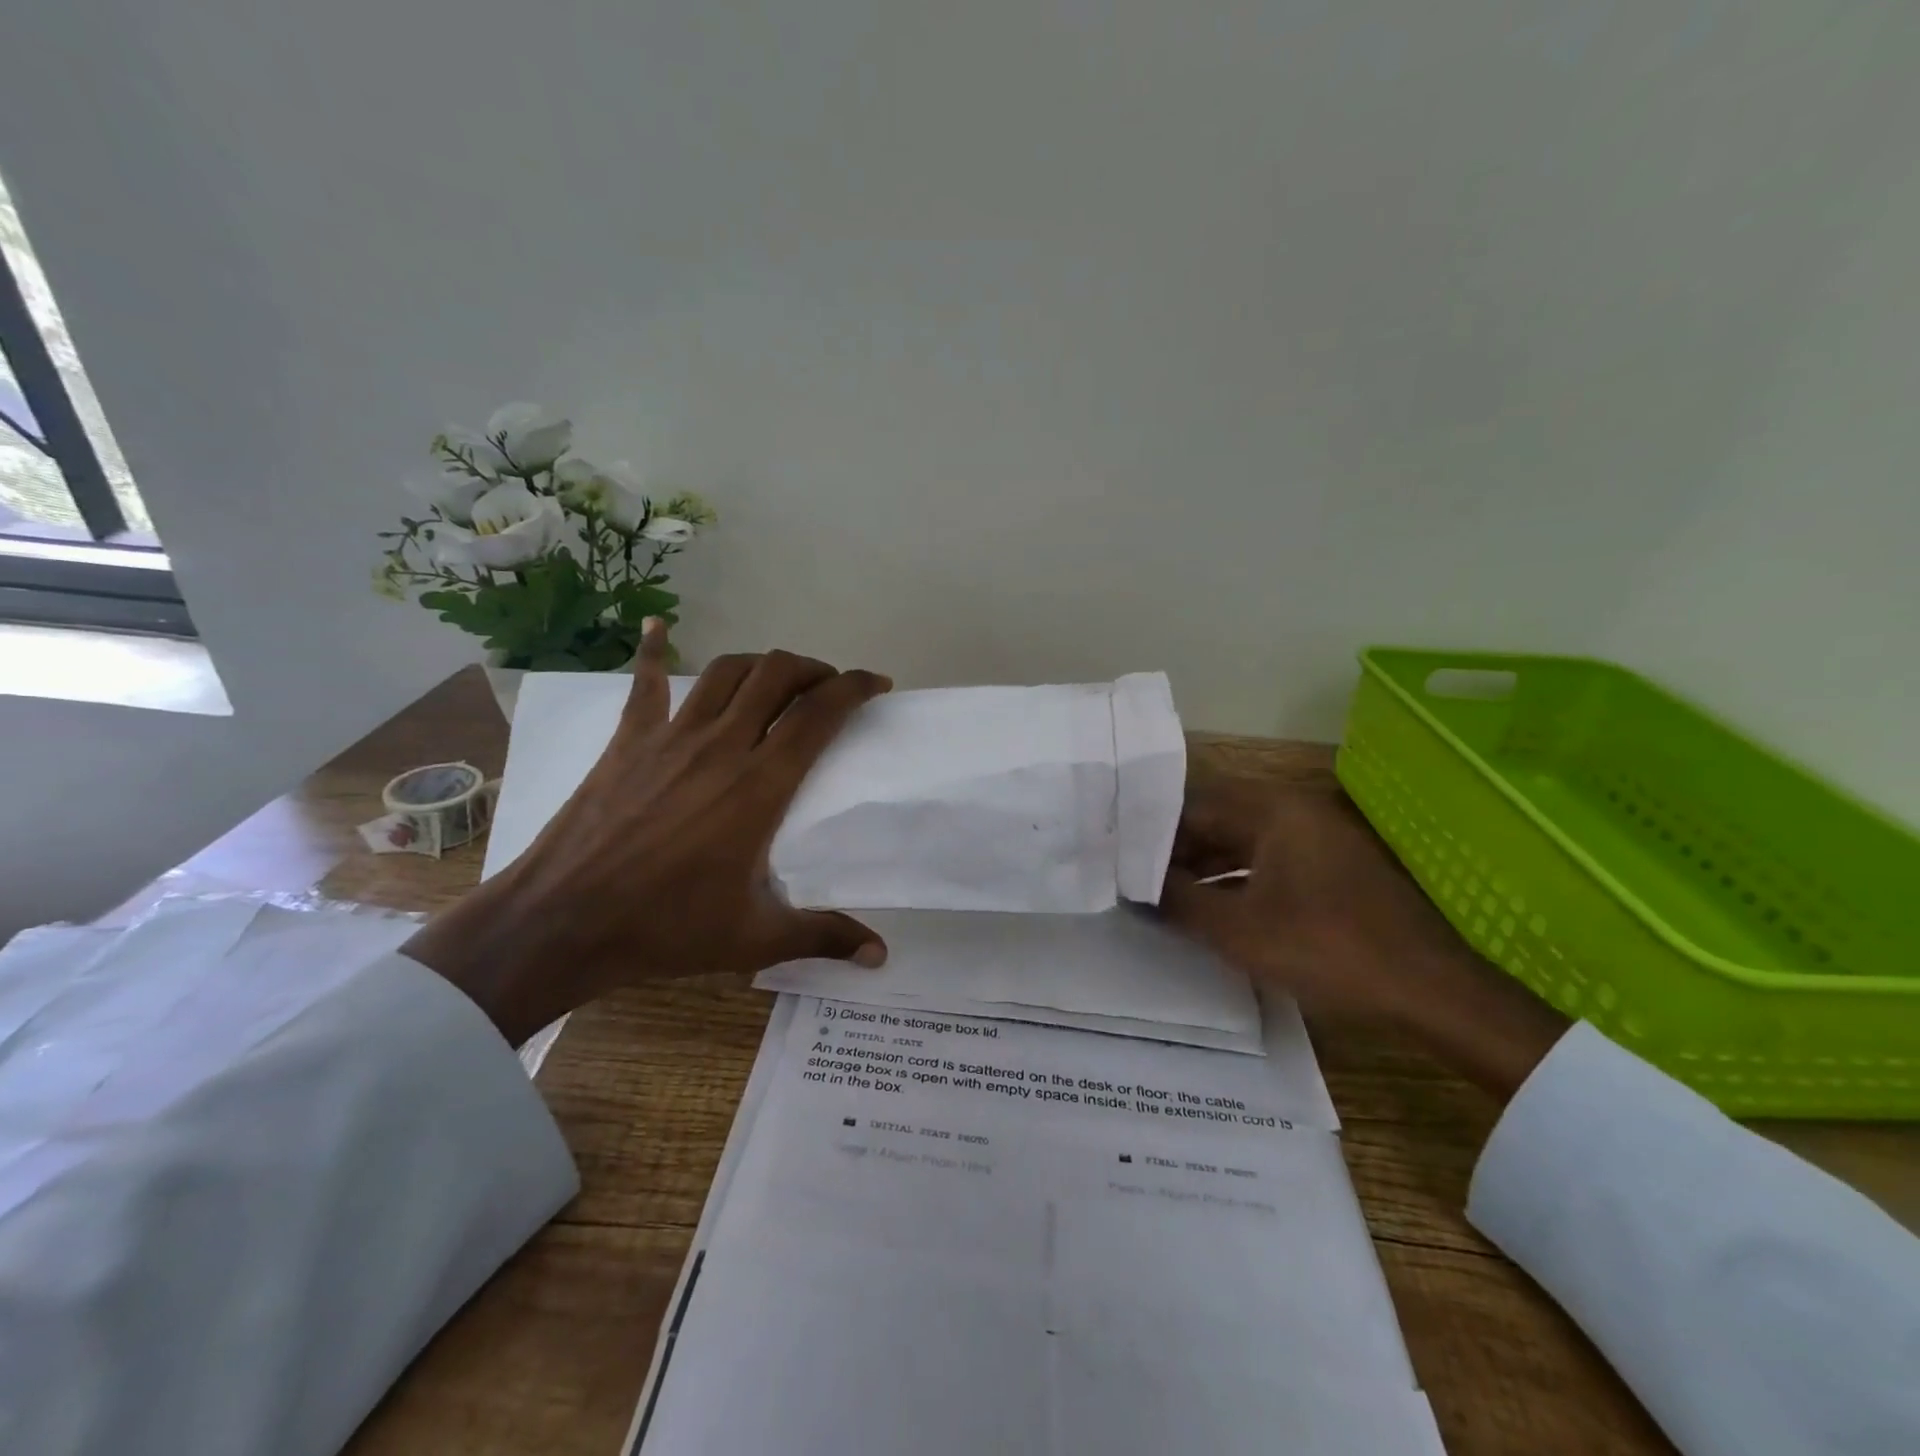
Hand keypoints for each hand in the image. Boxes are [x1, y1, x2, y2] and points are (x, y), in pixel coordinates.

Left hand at [406, 621, 892, 1046]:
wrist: (562, 922)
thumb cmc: (665, 928)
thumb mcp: (754, 938)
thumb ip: (823, 937)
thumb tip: (881, 955)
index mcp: (760, 785)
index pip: (820, 713)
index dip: (855, 687)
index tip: (877, 684)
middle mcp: (722, 744)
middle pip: (777, 675)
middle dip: (813, 669)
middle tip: (828, 688)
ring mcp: (671, 736)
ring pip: (726, 670)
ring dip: (761, 663)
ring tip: (777, 678)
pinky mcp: (629, 740)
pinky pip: (644, 683)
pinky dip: (652, 650)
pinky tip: (657, 626)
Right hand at [1160, 774, 1567, 1100]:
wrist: (1431, 990)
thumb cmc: (1327, 950)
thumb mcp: (1239, 931)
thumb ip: (1178, 903)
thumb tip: (1131, 889)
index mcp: (1272, 810)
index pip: (1192, 805)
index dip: (1150, 832)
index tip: (1117, 855)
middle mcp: (1293, 811)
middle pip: (1216, 820)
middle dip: (1174, 850)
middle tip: (1132, 878)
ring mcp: (1315, 839)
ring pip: (1240, 842)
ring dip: (1202, 867)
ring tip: (1160, 895)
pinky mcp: (1329, 868)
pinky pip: (1266, 861)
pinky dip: (1234, 879)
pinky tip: (1209, 908)